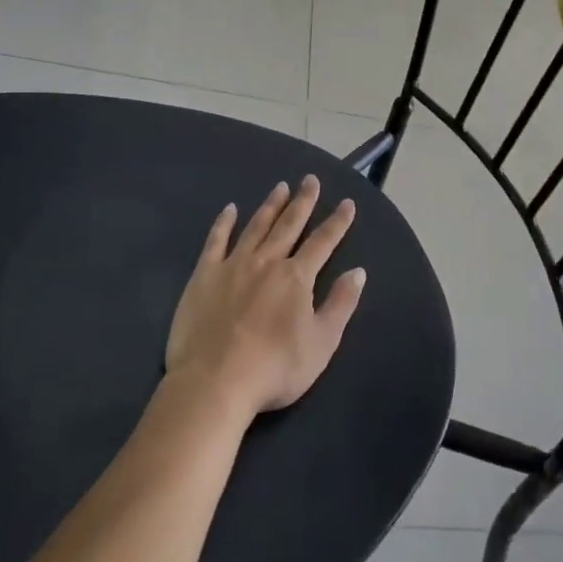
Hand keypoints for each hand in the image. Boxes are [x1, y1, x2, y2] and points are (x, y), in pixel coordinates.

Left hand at [166, 177, 365, 416]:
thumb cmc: (275, 368)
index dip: (337, 222)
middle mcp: (267, 262)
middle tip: (310, 180)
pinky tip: (230, 210)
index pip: (323, 242)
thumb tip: (358, 272)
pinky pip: (216, 242)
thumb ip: (341, 304)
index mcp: (297, 277)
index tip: (347, 203)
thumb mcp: (322, 342)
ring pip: (256, 227)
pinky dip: (224, 224)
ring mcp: (233, 266)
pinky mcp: (204, 276)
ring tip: (280, 187)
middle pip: (289, 225)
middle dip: (303, 201)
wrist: (214, 382)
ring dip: (270, 206)